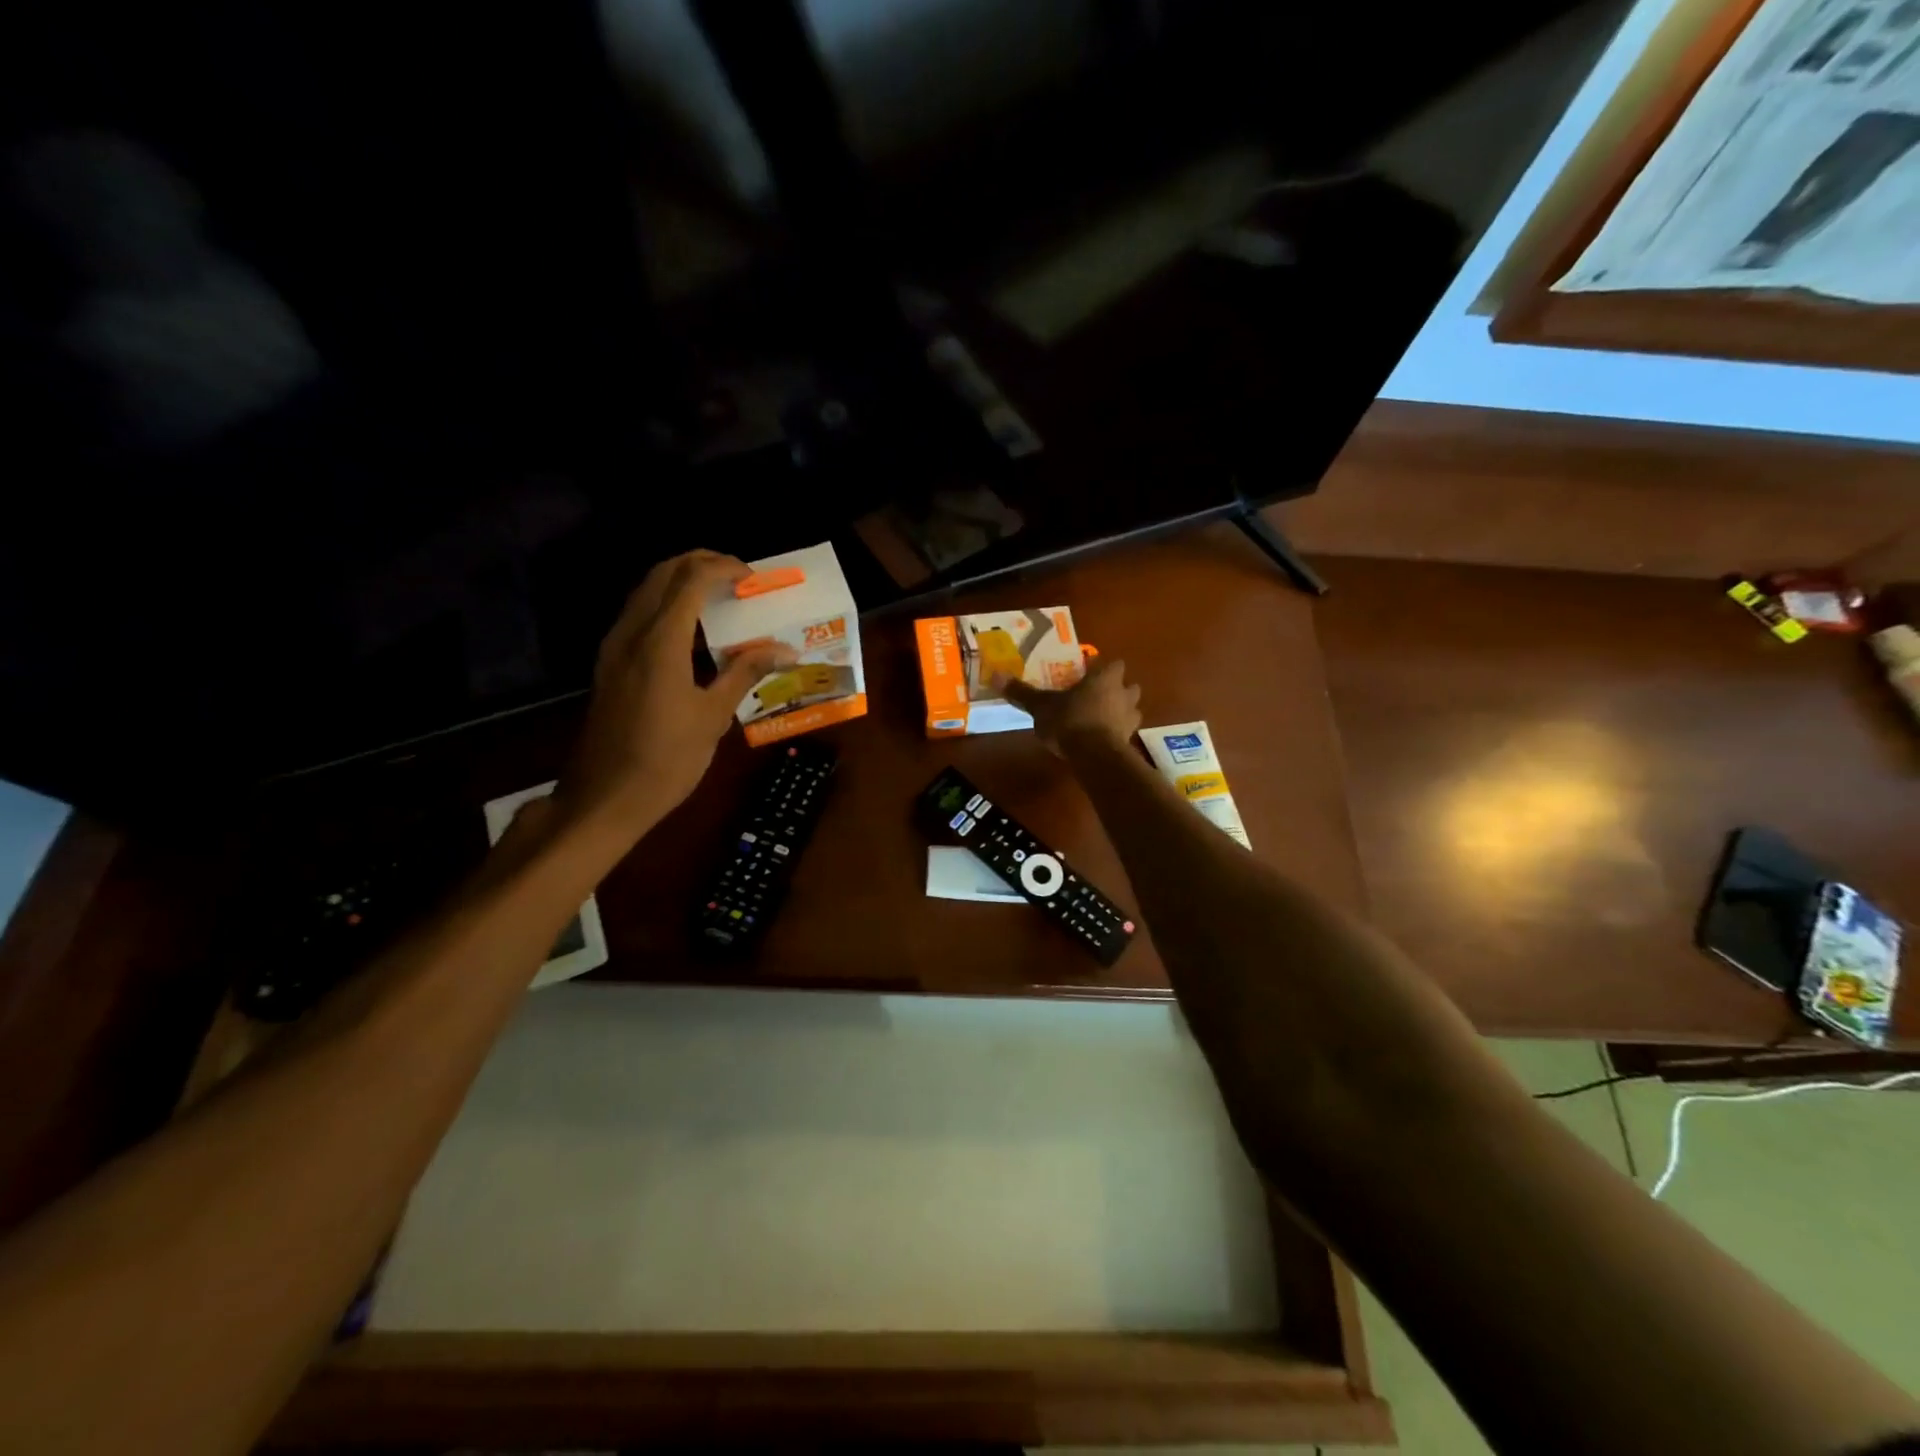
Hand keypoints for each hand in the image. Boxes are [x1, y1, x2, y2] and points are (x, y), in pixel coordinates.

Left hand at [556, 551, 792, 843]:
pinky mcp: (610, 663)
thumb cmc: (666, 759)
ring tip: (719, 598)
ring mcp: (615, 647)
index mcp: (660, 642)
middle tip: (736, 577)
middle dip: (699, 564)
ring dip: (681, 582)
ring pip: (646, 592)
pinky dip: (667, 606)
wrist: (606, 796)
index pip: (690, 580)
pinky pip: (638, 615)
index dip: (722, 568)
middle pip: (662, 574)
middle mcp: (631, 633)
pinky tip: (692, 631)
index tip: (752, 577)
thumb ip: (745, 673)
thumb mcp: (713, 716)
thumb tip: (785, 650)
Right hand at [1003, 657, 1141, 756]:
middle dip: (1117, 690)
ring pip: (1131, 709)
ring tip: (1100, 720)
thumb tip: (996, 675)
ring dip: (1120, 713)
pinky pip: (1125, 732)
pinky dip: (1116, 734)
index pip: (1113, 664)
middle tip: (1097, 697)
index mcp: (1105, 677)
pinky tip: (1101, 741)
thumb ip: (1022, 692)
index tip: (1089, 675)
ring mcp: (1130, 718)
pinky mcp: (1129, 741)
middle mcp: (1123, 693)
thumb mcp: (1041, 706)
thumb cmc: (1069, 721)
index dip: (1103, 669)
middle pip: (1128, 686)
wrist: (1094, 756)